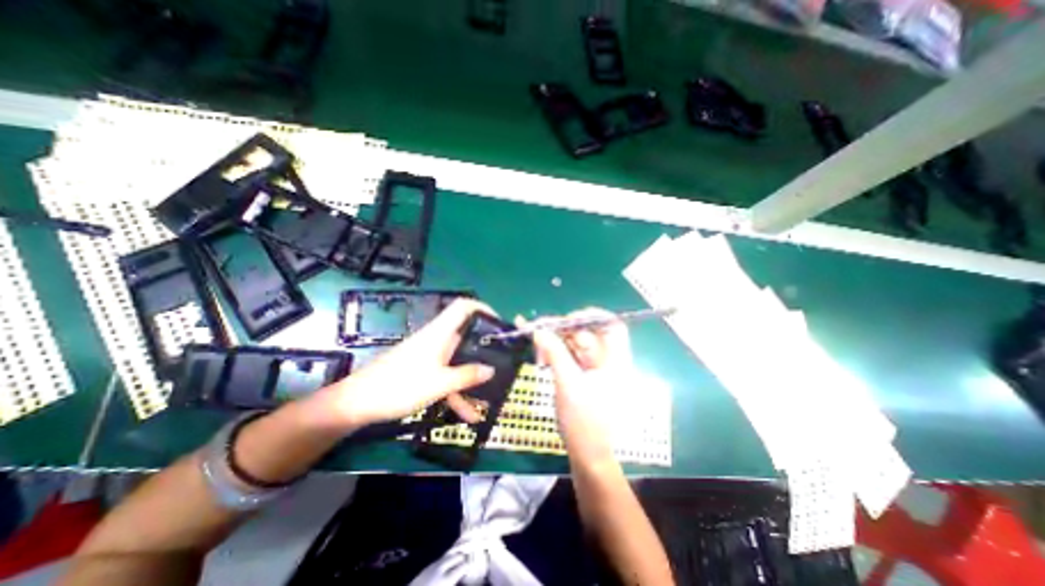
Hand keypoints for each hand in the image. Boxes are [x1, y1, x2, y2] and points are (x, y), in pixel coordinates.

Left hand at [316, 297, 494, 428]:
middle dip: (484, 349)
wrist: (357, 404)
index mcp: (440, 333)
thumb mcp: (440, 383)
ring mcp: (429, 356)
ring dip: (472, 378)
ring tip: (491, 395)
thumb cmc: (401, 385)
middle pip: (465, 336)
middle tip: (502, 360)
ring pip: (457, 362)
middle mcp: (436, 340)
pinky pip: (445, 377)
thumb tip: (491, 369)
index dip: (483, 308)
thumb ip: (467, 375)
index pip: (464, 306)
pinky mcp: (421, 371)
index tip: (499, 323)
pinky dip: (456, 392)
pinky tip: (468, 415)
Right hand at [526, 309, 633, 469]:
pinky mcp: (585, 376)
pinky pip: (571, 356)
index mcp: (616, 362)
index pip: (612, 327)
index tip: (567, 319)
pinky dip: (557, 353)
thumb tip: (539, 330)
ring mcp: (596, 369)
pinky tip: (542, 356)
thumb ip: (555, 354)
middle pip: (589, 334)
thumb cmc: (583, 423)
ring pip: (577, 344)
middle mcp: (609, 361)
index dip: (592, 316)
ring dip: (557, 343)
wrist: (587, 456)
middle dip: (564, 331)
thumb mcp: (567, 385)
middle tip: (541, 332)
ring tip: (538, 348)